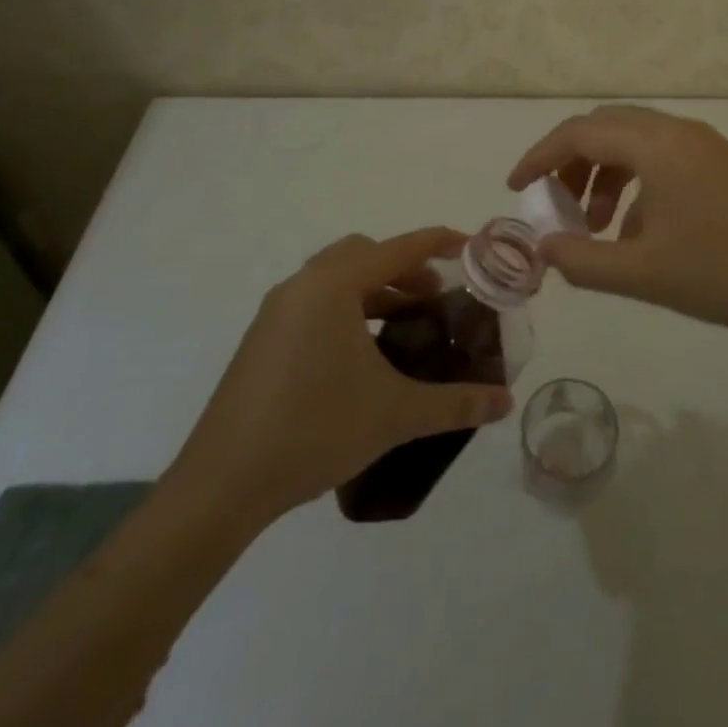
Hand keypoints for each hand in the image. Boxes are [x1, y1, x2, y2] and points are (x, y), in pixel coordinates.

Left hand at [167, 227, 513, 529]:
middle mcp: (303, 284)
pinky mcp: (262, 337)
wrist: (222, 484)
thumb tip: (505, 402)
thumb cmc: (314, 430)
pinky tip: (360, 353)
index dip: (438, 242)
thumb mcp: (395, 414)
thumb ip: (455, 403)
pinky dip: (346, 308)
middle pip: (364, 253)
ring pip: (336, 277)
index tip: (469, 245)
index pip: (399, 248)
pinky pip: (314, 301)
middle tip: (434, 297)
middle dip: (404, 267)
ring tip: (403, 324)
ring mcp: (276, 310)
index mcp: (334, 285)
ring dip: (374, 288)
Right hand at [507, 105, 727, 343]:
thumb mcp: (644, 273)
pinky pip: (661, 158)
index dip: (539, 157)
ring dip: (604, 175)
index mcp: (655, 144)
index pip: (579, 133)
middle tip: (553, 204)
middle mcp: (677, 131)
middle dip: (570, 162)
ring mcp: (703, 144)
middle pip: (605, 128)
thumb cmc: (725, 272)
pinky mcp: (721, 162)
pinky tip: (638, 233)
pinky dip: (635, 183)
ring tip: (595, 228)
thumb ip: (583, 261)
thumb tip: (542, 248)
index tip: (515, 187)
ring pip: (634, 142)